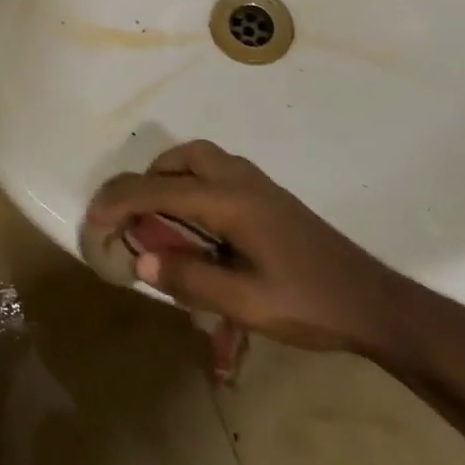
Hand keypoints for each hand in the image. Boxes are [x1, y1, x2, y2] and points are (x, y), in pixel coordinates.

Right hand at [87, 140, 420, 360]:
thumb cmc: (309, 303)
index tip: (93, 221)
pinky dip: (191, 183)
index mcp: (229, 200)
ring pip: (199, 159)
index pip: (159, 190)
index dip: (120, 203)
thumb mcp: (247, 305)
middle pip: (179, 159)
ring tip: (159, 218)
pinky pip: (216, 171)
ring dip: (170, 178)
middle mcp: (239, 179)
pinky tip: (197, 224)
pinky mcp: (267, 195)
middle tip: (131, 218)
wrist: (371, 300)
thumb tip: (140, 259)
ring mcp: (256, 183)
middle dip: (146, 181)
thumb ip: (191, 280)